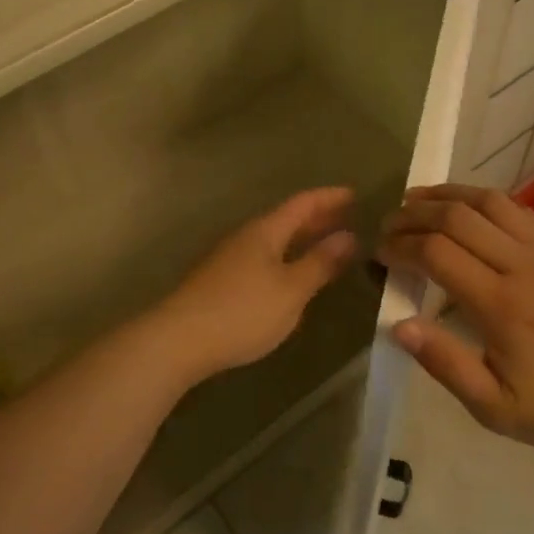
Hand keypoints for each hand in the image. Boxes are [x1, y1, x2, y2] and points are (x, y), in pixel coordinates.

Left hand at [145, 187, 358, 380]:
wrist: (179, 339)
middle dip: (316, 217)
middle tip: (346, 218)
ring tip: (323, 245)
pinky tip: (289, 274)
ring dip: (299, 238)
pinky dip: (284, 256)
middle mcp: (245, 236)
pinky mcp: (219, 280)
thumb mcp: (291, 290)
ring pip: (272, 239)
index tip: (354, 194)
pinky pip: (262, 257)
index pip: (302, 204)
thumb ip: (320, 263)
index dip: (329, 198)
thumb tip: (348, 236)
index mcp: (265, 231)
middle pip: (285, 219)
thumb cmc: (243, 311)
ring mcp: (229, 258)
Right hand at [378, 184, 533, 458]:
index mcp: (503, 306)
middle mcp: (526, 267)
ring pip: (490, 201)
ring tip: (417, 200)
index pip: (437, 253)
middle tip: (389, 224)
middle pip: (458, 217)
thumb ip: (444, 363)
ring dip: (447, 195)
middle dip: (414, 214)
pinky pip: (520, 209)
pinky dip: (484, 200)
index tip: (380, 253)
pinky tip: (466, 209)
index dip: (400, 246)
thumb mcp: (491, 407)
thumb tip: (398, 325)